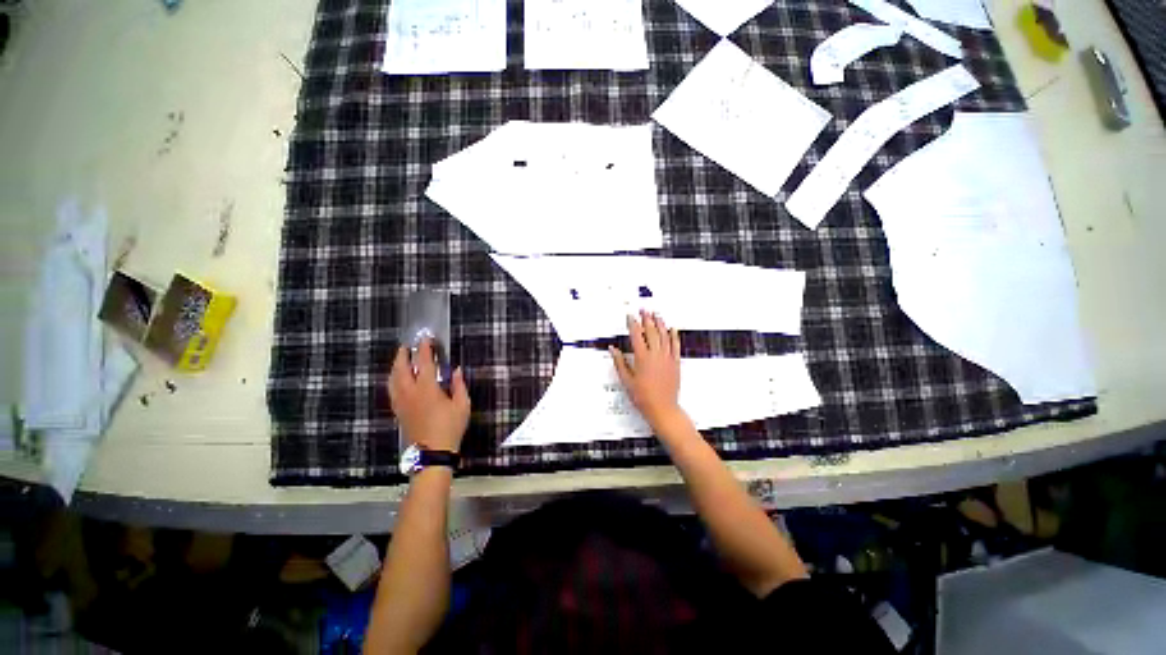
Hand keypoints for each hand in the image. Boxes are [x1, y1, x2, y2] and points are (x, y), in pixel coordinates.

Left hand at [389, 339, 470, 453]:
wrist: (432, 453)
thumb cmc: (450, 428)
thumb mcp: (462, 405)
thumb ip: (459, 385)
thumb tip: (456, 369)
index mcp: (427, 389)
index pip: (423, 363)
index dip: (424, 349)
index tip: (426, 338)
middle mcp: (410, 393)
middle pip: (401, 369)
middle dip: (403, 355)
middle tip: (407, 346)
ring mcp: (401, 403)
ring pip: (392, 379)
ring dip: (395, 367)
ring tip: (400, 359)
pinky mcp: (398, 411)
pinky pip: (391, 390)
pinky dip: (393, 379)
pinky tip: (396, 380)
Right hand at [609, 310, 688, 434]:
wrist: (662, 408)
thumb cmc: (643, 396)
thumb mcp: (626, 380)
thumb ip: (620, 362)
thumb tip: (613, 349)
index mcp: (642, 358)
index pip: (636, 336)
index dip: (633, 324)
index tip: (630, 316)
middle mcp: (656, 355)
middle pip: (651, 332)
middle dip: (647, 319)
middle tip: (644, 310)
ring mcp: (667, 358)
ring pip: (664, 335)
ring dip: (660, 323)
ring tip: (656, 314)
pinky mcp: (675, 363)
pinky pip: (675, 345)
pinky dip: (674, 335)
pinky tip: (672, 328)